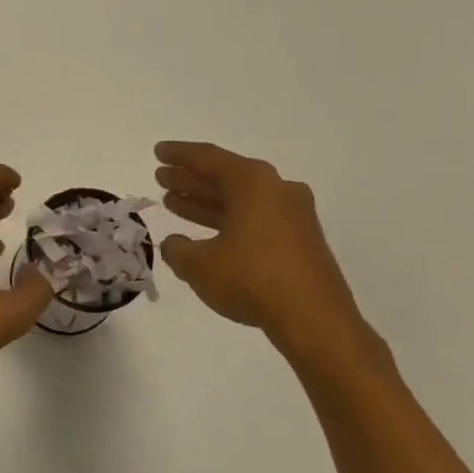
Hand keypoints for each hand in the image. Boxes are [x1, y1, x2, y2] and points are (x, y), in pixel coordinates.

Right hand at [154, 141, 373, 361]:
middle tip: (162, 178)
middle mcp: (277, 190)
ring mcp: (293, 216)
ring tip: (173, 203)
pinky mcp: (299, 241)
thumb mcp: (199, 265)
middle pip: (226, 177)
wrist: (315, 320)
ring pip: (240, 200)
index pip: (209, 158)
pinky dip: (227, 221)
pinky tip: (205, 235)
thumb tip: (175, 244)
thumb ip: (178, 249)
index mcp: (253, 183)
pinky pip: (254, 219)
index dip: (179, 154)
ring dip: (206, 201)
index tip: (158, 152)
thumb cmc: (252, 279)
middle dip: (191, 179)